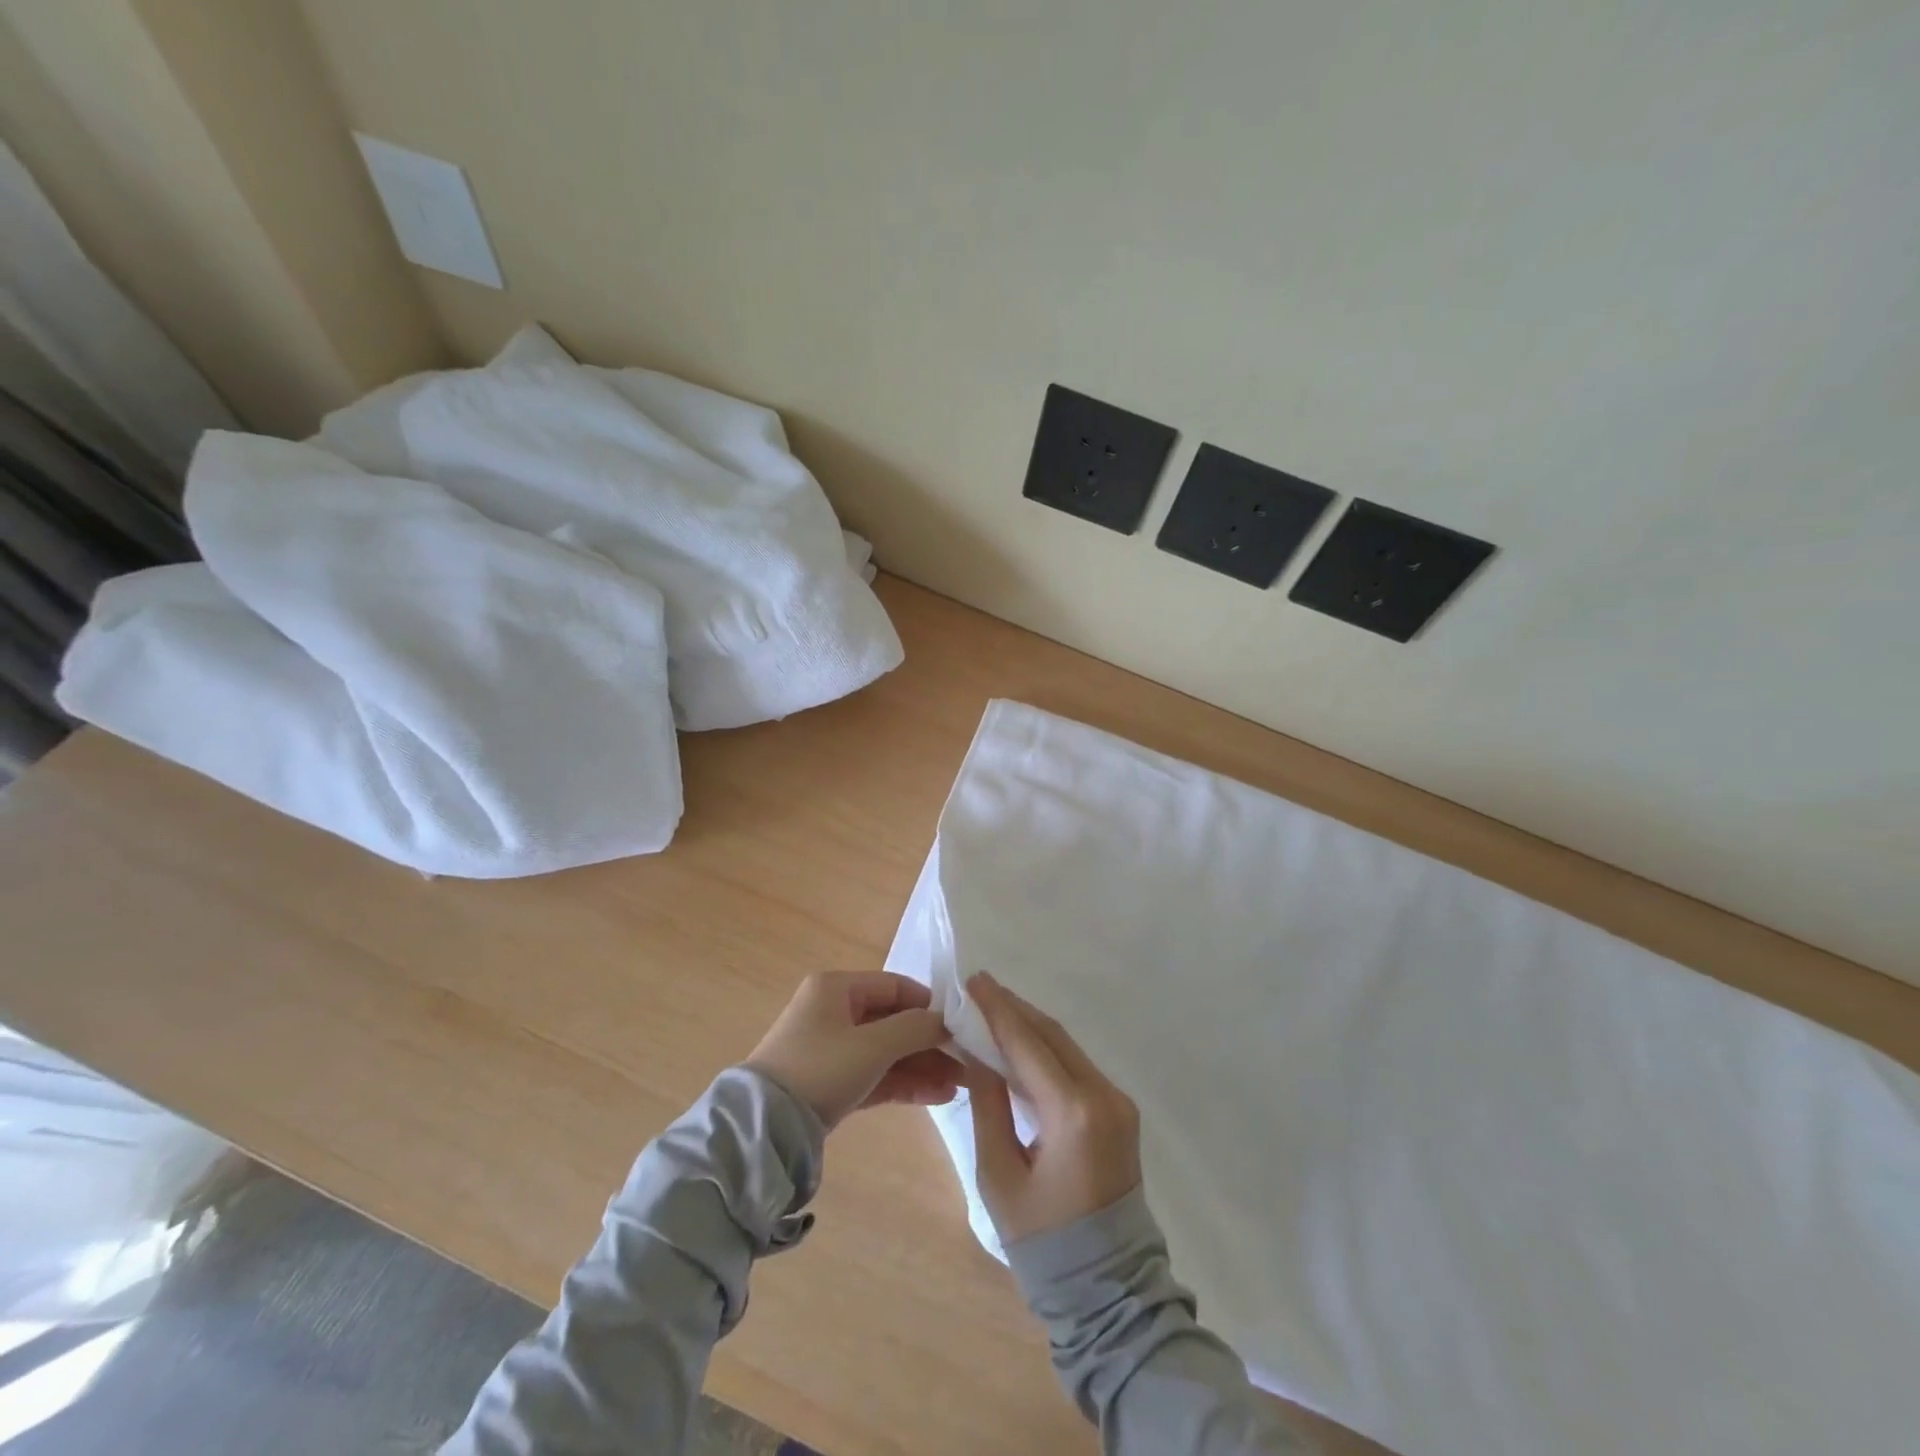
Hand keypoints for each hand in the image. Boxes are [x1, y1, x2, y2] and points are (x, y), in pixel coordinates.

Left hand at [746, 972, 959, 1128]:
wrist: (765, 1128)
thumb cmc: (821, 1068)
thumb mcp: (872, 1045)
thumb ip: (914, 1028)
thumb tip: (946, 1020)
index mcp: (837, 988)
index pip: (895, 986)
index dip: (929, 1004)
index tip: (960, 1025)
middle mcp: (834, 1012)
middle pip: (894, 1021)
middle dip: (931, 1043)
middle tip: (968, 1061)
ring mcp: (832, 1049)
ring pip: (888, 1052)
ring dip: (923, 1066)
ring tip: (962, 1084)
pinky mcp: (832, 1083)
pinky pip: (876, 1075)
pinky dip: (905, 1083)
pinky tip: (940, 1095)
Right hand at [964, 972, 1141, 1243]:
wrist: (1107, 1288)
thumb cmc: (1043, 1240)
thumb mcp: (999, 1173)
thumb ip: (988, 1104)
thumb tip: (976, 1052)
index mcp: (1072, 1113)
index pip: (1028, 1044)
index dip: (998, 1010)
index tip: (973, 981)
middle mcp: (1102, 1095)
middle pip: (1052, 1035)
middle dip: (1014, 1009)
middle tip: (978, 989)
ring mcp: (1117, 1100)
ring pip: (1066, 1046)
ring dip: (1030, 1026)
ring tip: (993, 1009)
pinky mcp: (1119, 1109)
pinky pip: (1077, 1065)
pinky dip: (1046, 1049)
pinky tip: (1020, 1044)